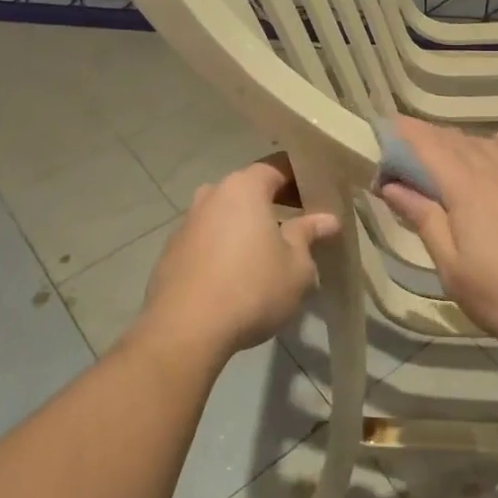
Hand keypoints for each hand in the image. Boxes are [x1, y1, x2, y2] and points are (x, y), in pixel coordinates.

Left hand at [135, 162, 340, 363]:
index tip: (319, 193)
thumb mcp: (296, 265)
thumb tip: (326, 219)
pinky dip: (225, 248)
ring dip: (247, 227)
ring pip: (226, 215)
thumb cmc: (251, 288)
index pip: (277, 166)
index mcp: (243, 188)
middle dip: (274, 202)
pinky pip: (208, 240)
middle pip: (249, 189)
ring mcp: (186, 224)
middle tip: (300, 223)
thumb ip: (308, 235)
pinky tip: (238, 275)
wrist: (184, 331)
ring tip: (270, 252)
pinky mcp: (171, 253)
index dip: (301, 177)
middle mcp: (211, 196)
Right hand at [376, 119, 497, 355]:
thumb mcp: (454, 269)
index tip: (381, 127)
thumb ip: (424, 220)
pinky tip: (497, 145)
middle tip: (403, 146)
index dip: (403, 133)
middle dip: (427, 138)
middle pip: (457, 142)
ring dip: (460, 141)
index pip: (428, 147)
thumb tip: (392, 186)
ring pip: (488, 145)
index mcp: (467, 190)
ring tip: (442, 149)